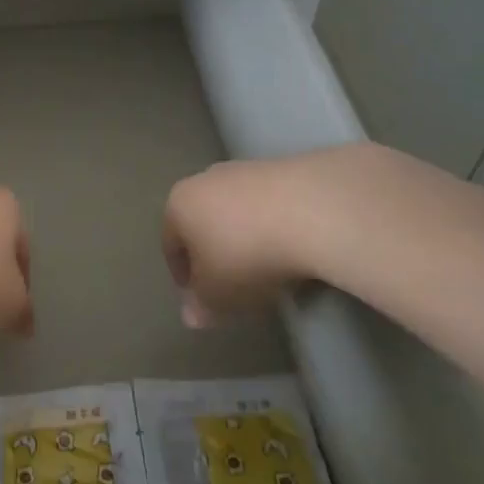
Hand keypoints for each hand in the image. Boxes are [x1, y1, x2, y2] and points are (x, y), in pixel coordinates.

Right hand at [163, 157, 324, 326]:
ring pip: (238, 212)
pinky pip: (272, 206)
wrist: (313, 211)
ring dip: (247, 239)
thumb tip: (192, 315)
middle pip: (204, 223)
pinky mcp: (286, 169)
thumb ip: (201, 307)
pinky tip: (294, 250)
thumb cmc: (247, 255)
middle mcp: (206, 179)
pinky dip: (276, 227)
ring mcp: (247, 170)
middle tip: (233, 285)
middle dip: (215, 253)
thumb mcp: (218, 295)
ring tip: (269, 270)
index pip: (171, 244)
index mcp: (179, 204)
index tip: (201, 300)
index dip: (183, 277)